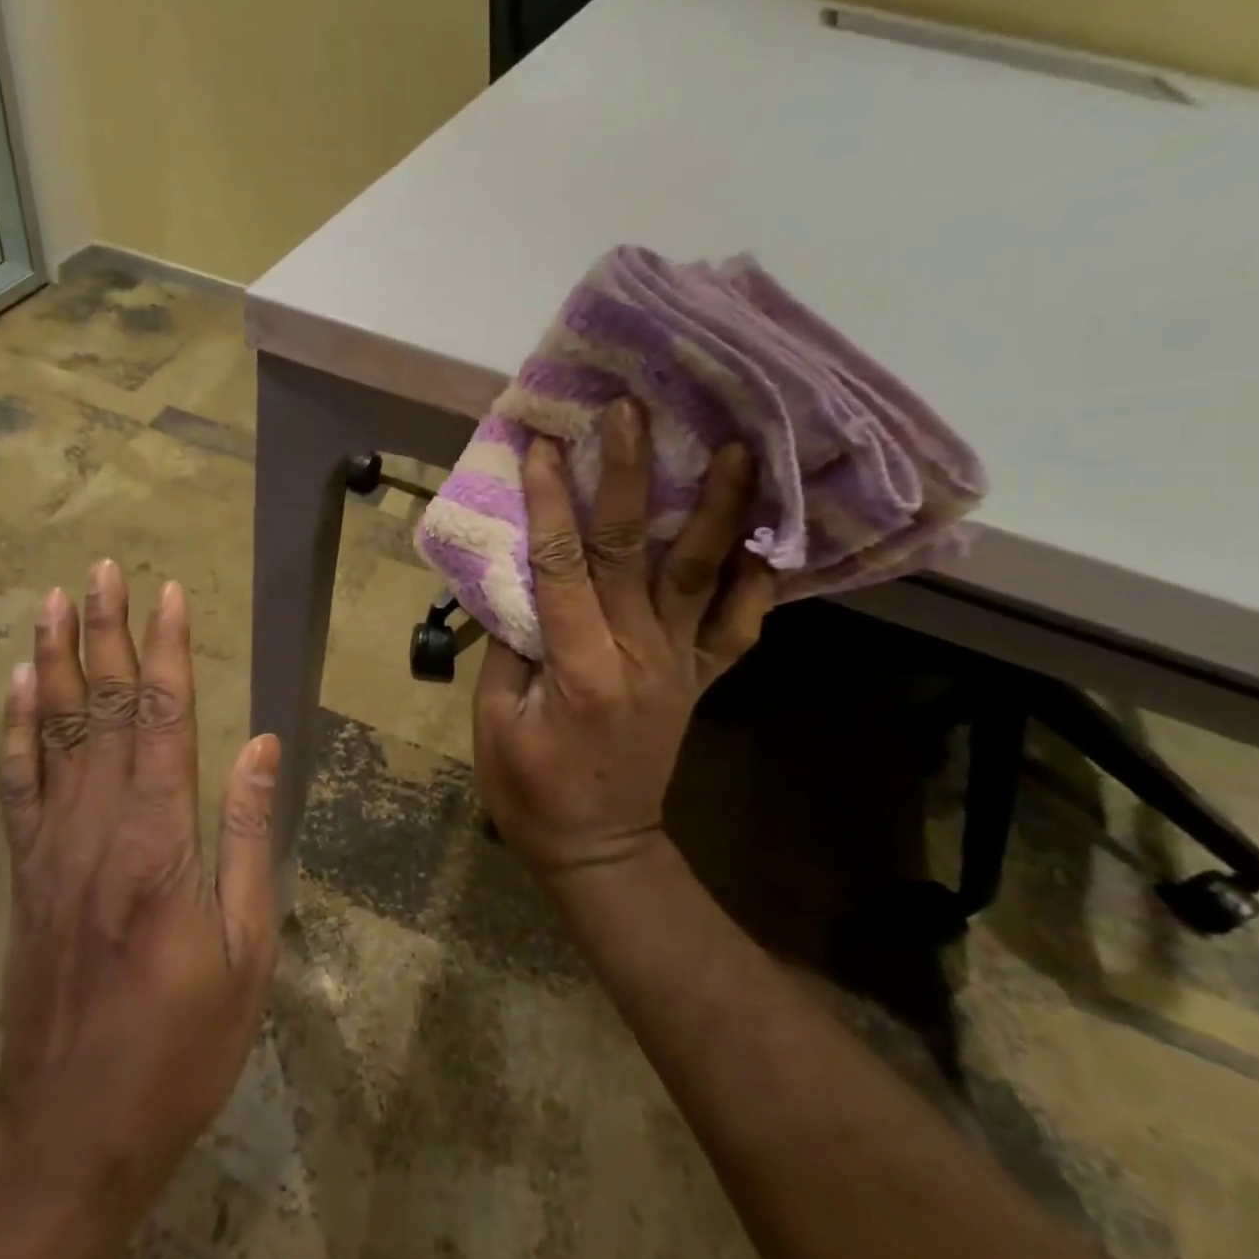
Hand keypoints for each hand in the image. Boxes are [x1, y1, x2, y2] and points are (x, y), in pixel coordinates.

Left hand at [0, 563, 280, 1258]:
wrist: (71, 1129)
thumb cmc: (181, 1044)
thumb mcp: (246, 950)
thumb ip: (251, 838)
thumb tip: (263, 747)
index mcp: (161, 841)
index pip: (165, 719)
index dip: (168, 651)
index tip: (170, 594)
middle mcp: (99, 826)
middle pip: (104, 709)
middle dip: (107, 632)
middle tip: (103, 569)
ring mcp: (52, 847)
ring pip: (52, 733)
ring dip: (54, 661)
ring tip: (52, 602)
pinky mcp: (25, 873)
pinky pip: (16, 785)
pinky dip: (15, 729)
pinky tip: (18, 686)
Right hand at [473, 400, 774, 883]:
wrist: (599, 847)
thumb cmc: (529, 788)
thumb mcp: (494, 721)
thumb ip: (507, 647)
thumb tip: (516, 582)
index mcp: (578, 665)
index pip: (561, 564)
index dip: (548, 501)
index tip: (541, 444)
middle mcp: (638, 654)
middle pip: (632, 550)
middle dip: (628, 475)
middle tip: (631, 411)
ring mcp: (678, 665)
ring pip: (701, 575)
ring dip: (715, 508)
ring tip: (733, 447)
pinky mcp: (698, 679)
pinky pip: (738, 627)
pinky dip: (757, 582)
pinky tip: (764, 536)